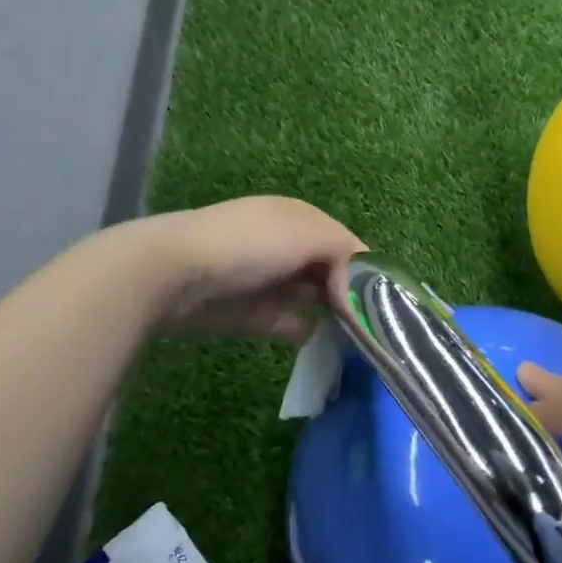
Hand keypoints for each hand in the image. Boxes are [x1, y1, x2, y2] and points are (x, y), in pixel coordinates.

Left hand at [143, 196, 365, 341]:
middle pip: (331, 273)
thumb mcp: (308, 234)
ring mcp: (268, 280)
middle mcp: (287, 246)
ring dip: (331, 316)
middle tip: (375, 326)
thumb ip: (345, 253)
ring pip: (311, 299)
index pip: (347, 245)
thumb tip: (357, 287)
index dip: (367, 272)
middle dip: (351, 296)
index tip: (386, 302)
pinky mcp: (251, 313)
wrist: (175, 272)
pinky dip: (305, 331)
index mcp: (301, 219)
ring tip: (357, 340)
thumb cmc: (249, 244)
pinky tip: (322, 343)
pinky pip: (288, 323)